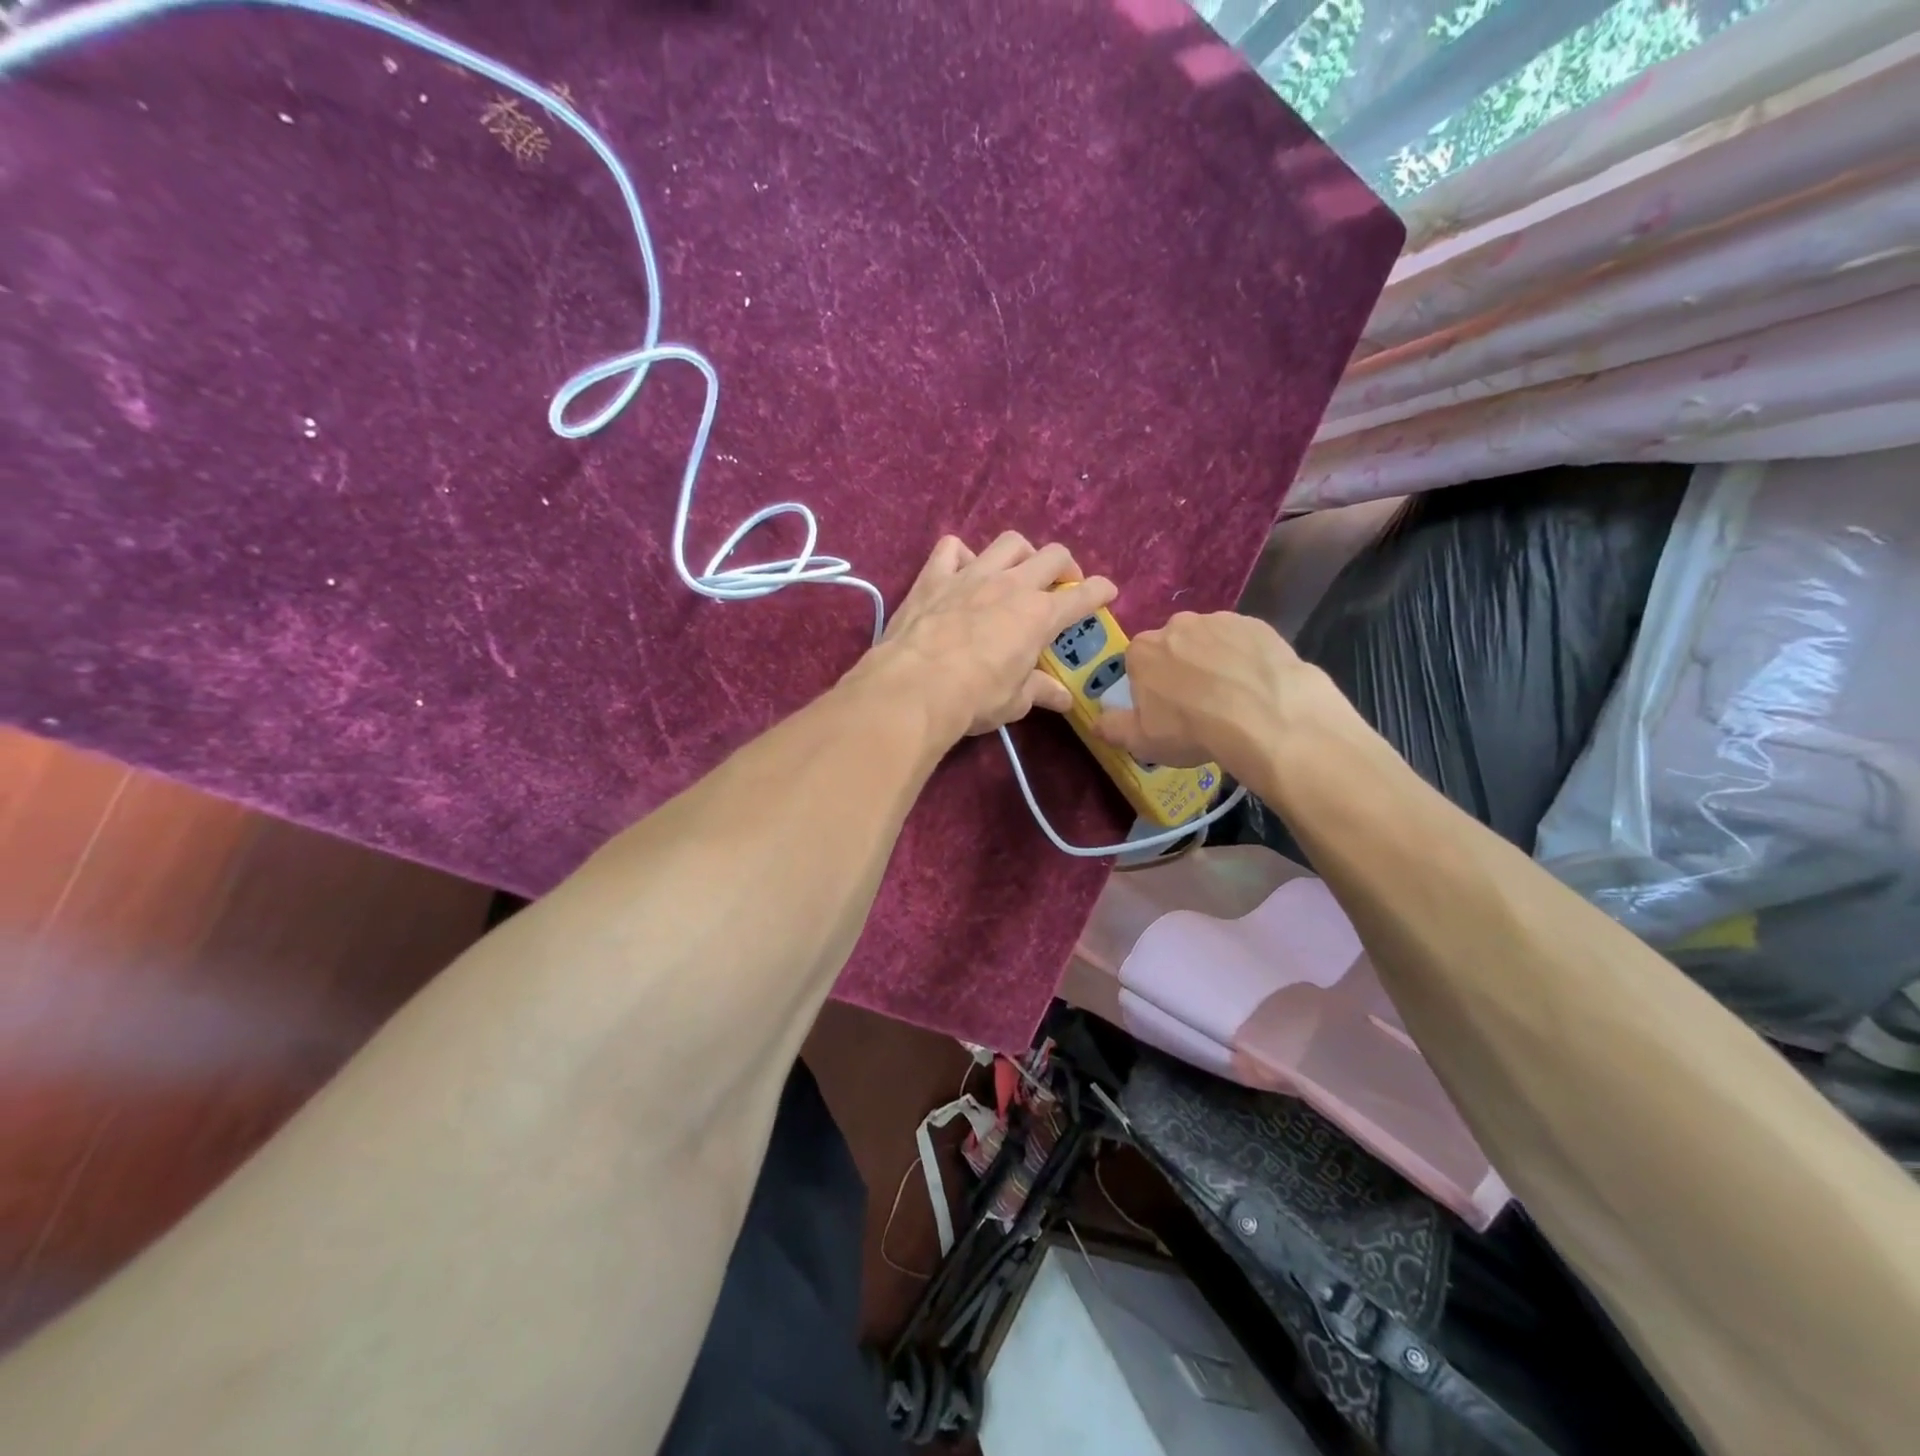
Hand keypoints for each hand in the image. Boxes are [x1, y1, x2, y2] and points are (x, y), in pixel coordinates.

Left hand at [864, 532, 1116, 737]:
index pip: (1083, 596)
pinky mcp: (934, 576)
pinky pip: (951, 548)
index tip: (1108, 591)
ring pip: (1009, 543)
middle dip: (1065, 566)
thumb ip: (1040, 692)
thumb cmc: (974, 698)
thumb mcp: (1015, 701)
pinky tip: (961, 570)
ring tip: (1017, 571)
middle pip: (1052, 556)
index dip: (1101, 591)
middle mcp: (1011, 585)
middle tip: (1062, 585)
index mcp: (1039, 616)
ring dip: (1021, 553)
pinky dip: (961, 555)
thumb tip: (1064, 698)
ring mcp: (972, 575)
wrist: (914, 687)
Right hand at [1092, 611, 1339, 780]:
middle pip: (1173, 647)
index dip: (1150, 687)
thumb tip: (1096, 722)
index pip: (1138, 663)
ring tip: (1233, 697)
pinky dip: (1245, 658)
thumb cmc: (1192, 730)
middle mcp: (1177, 625)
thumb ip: (1112, 728)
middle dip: (1181, 669)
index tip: (1165, 710)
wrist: (1264, 716)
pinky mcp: (1256, 624)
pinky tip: (1256, 686)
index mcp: (1143, 650)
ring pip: (1209, 641)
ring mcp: (1219, 621)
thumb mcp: (1142, 741)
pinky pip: (1243, 641)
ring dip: (1214, 661)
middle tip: (1199, 705)